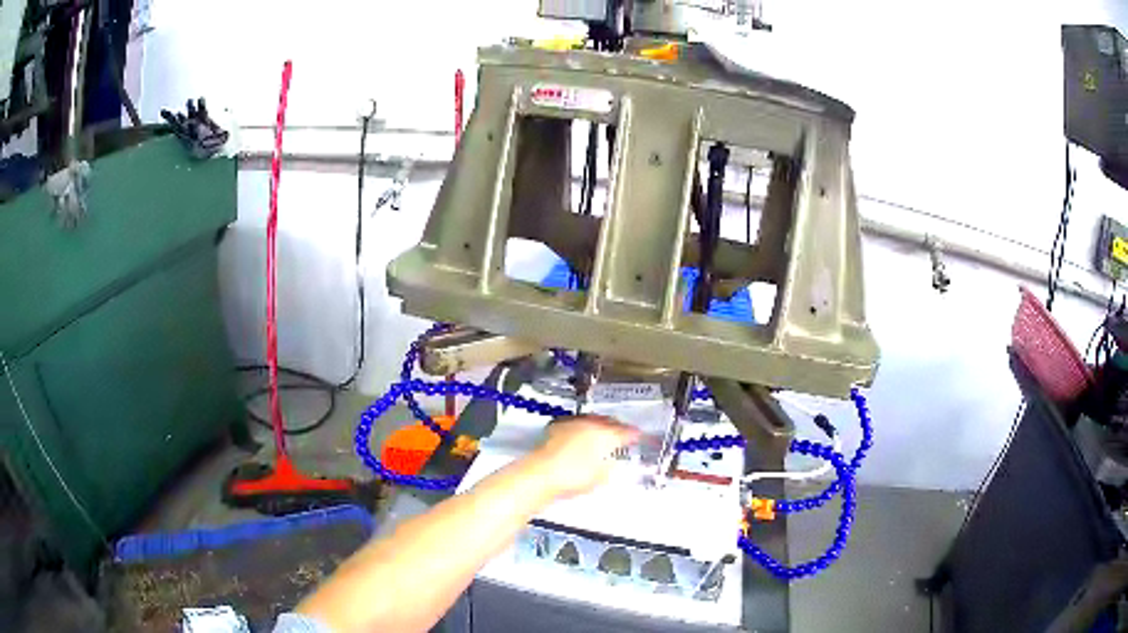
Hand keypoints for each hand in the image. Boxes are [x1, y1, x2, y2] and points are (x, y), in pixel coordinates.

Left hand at [532, 415, 639, 499]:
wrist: (541, 475)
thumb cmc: (573, 478)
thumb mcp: (601, 477)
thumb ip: (612, 465)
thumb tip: (613, 462)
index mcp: (607, 435)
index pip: (627, 431)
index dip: (635, 435)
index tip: (638, 437)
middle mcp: (591, 424)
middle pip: (609, 422)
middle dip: (616, 428)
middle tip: (621, 435)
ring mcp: (572, 423)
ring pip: (592, 420)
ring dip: (598, 426)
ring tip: (601, 436)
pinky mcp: (556, 426)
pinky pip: (575, 423)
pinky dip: (581, 429)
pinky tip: (580, 437)